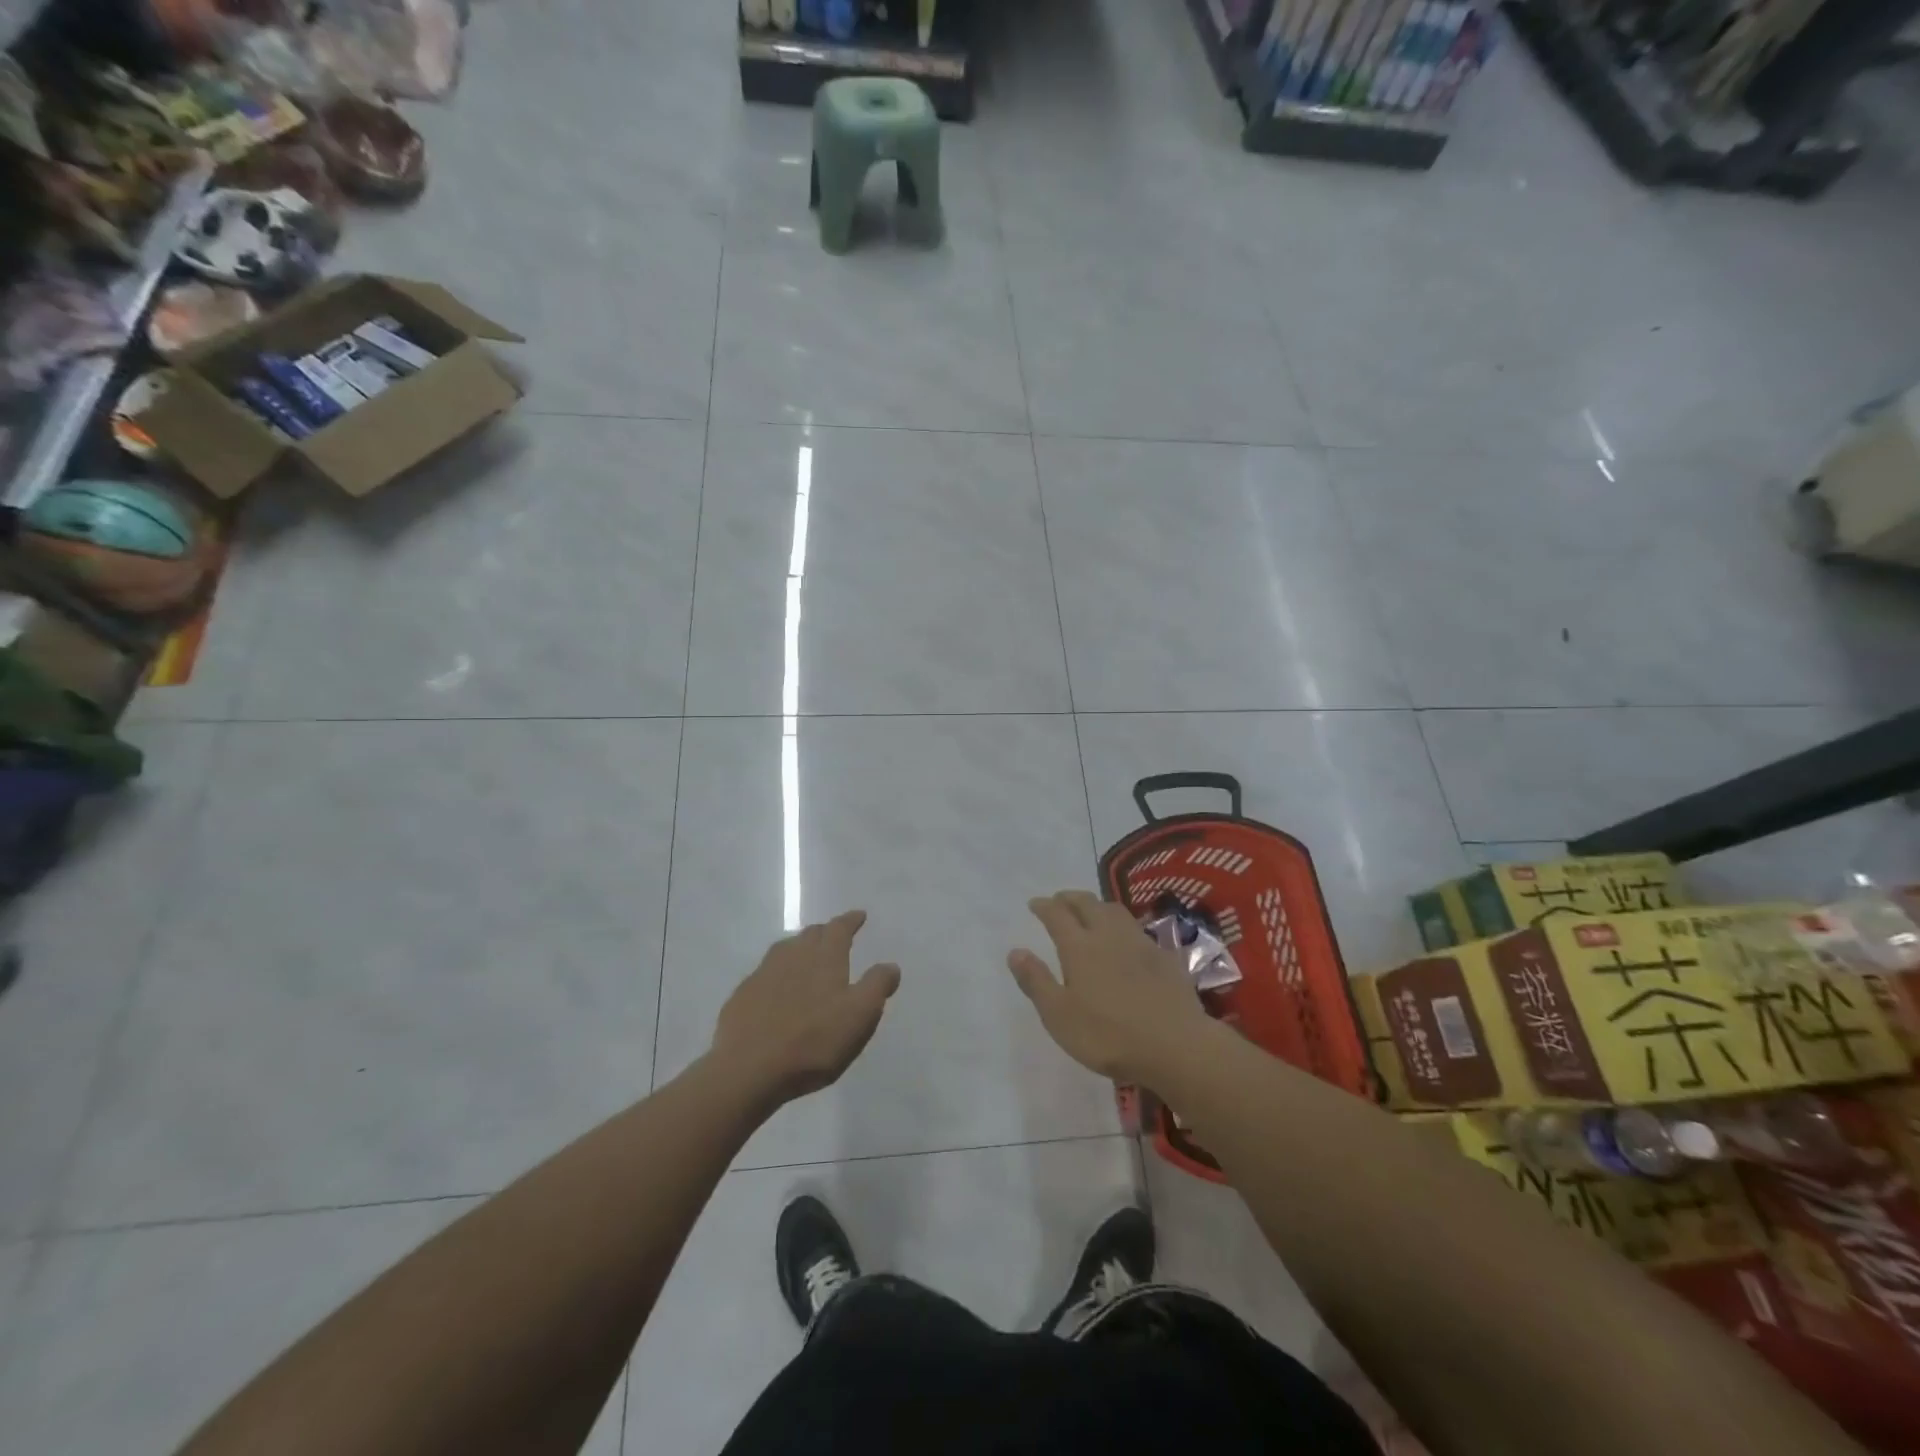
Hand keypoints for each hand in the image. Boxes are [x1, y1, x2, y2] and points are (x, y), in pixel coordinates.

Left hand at [710, 910, 900, 1105]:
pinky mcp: (743, 996)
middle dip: (826, 932)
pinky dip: (778, 973)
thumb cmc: (813, 1040)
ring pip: (786, 950)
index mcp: (824, 956)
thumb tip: (891, 965)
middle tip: (835, 936)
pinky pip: (766, 974)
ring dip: (800, 948)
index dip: (851, 921)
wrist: (747, 1068)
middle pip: (811, 934)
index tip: (859, 916)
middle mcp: (793, 955)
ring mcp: (763, 974)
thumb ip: (877, 986)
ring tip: (807, 957)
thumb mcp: (859, 1016)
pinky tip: (778, 989)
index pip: (840, 928)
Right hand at [1008, 890, 1214, 1084]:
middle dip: (1070, 898)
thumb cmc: (1108, 1035)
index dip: (1044, 906)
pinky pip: (1140, 930)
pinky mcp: (1165, 957)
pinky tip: (1129, 940)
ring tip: (1091, 911)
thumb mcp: (1059, 1016)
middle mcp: (1109, 935)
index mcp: (1079, 947)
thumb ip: (1036, 981)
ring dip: (1098, 905)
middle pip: (1087, 904)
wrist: (1176, 1046)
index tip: (1035, 903)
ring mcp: (1140, 943)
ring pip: (1116, 911)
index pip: (1057, 915)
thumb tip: (1015, 951)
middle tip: (1060, 900)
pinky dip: (1125, 927)